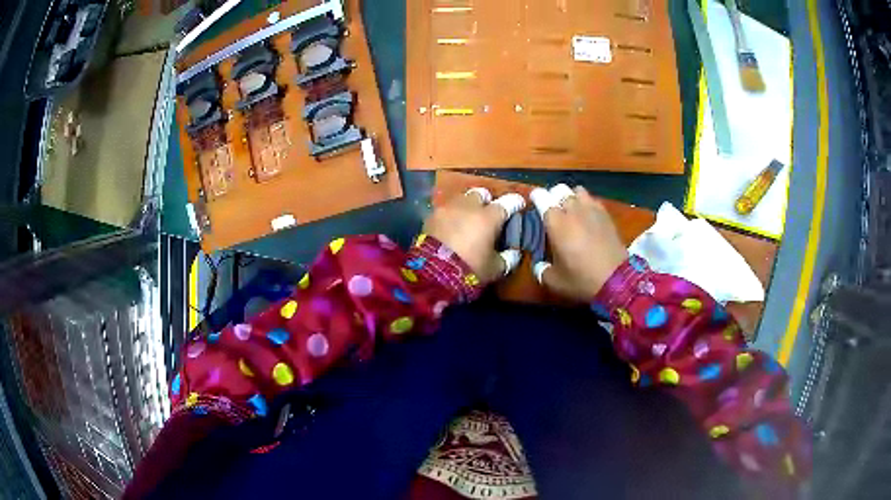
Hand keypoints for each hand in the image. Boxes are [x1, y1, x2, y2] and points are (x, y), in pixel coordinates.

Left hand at [423, 188, 524, 282]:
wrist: (434, 273)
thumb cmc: (471, 269)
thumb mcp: (496, 269)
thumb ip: (508, 258)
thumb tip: (514, 253)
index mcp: (489, 217)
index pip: (508, 202)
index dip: (515, 202)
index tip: (518, 205)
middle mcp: (470, 206)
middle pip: (481, 193)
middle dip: (486, 201)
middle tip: (487, 214)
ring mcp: (448, 208)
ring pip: (461, 198)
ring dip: (467, 206)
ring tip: (467, 219)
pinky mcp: (431, 215)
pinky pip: (445, 210)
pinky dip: (451, 215)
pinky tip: (450, 227)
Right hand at [531, 184, 628, 300]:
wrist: (617, 280)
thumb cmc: (582, 279)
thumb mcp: (554, 281)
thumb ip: (542, 270)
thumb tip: (539, 265)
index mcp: (555, 222)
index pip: (541, 196)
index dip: (535, 198)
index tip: (534, 204)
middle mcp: (572, 209)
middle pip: (559, 189)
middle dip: (553, 196)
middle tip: (552, 210)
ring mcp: (592, 209)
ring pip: (577, 190)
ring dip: (571, 197)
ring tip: (571, 210)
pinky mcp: (606, 214)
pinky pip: (593, 200)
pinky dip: (587, 204)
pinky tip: (588, 217)